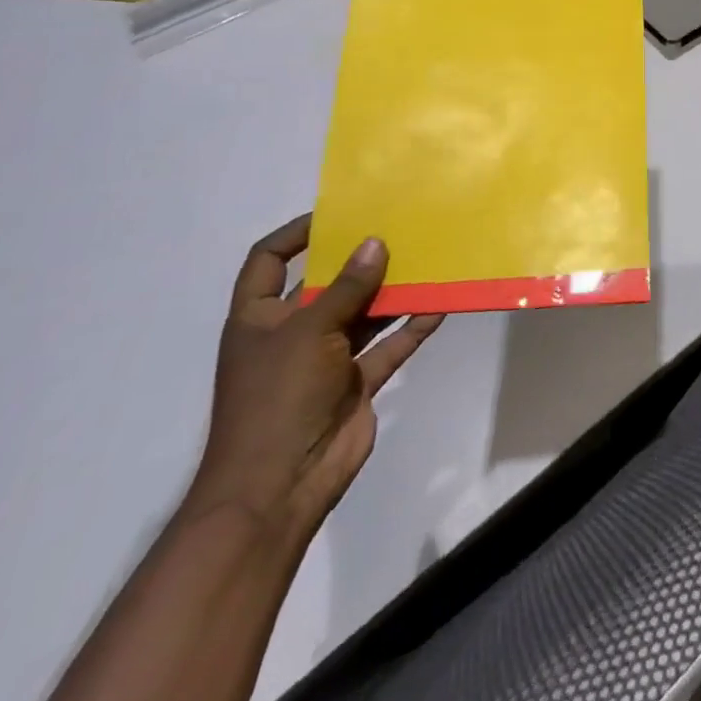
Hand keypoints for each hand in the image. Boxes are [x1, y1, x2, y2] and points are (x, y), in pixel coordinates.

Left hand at [185, 216, 442, 541]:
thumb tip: (374, 242)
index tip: (337, 214)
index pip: (269, 261)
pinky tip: (439, 305)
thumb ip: (346, 288)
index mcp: (260, 318)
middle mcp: (292, 333)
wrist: (278, 486)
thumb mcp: (308, 332)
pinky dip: (412, 328)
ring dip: (392, 291)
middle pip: (327, 284)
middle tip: (398, 228)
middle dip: (359, 260)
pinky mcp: (356, 383)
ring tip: (427, 258)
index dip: (296, 234)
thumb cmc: (277, 397)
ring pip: (364, 314)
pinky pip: (389, 347)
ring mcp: (326, 360)